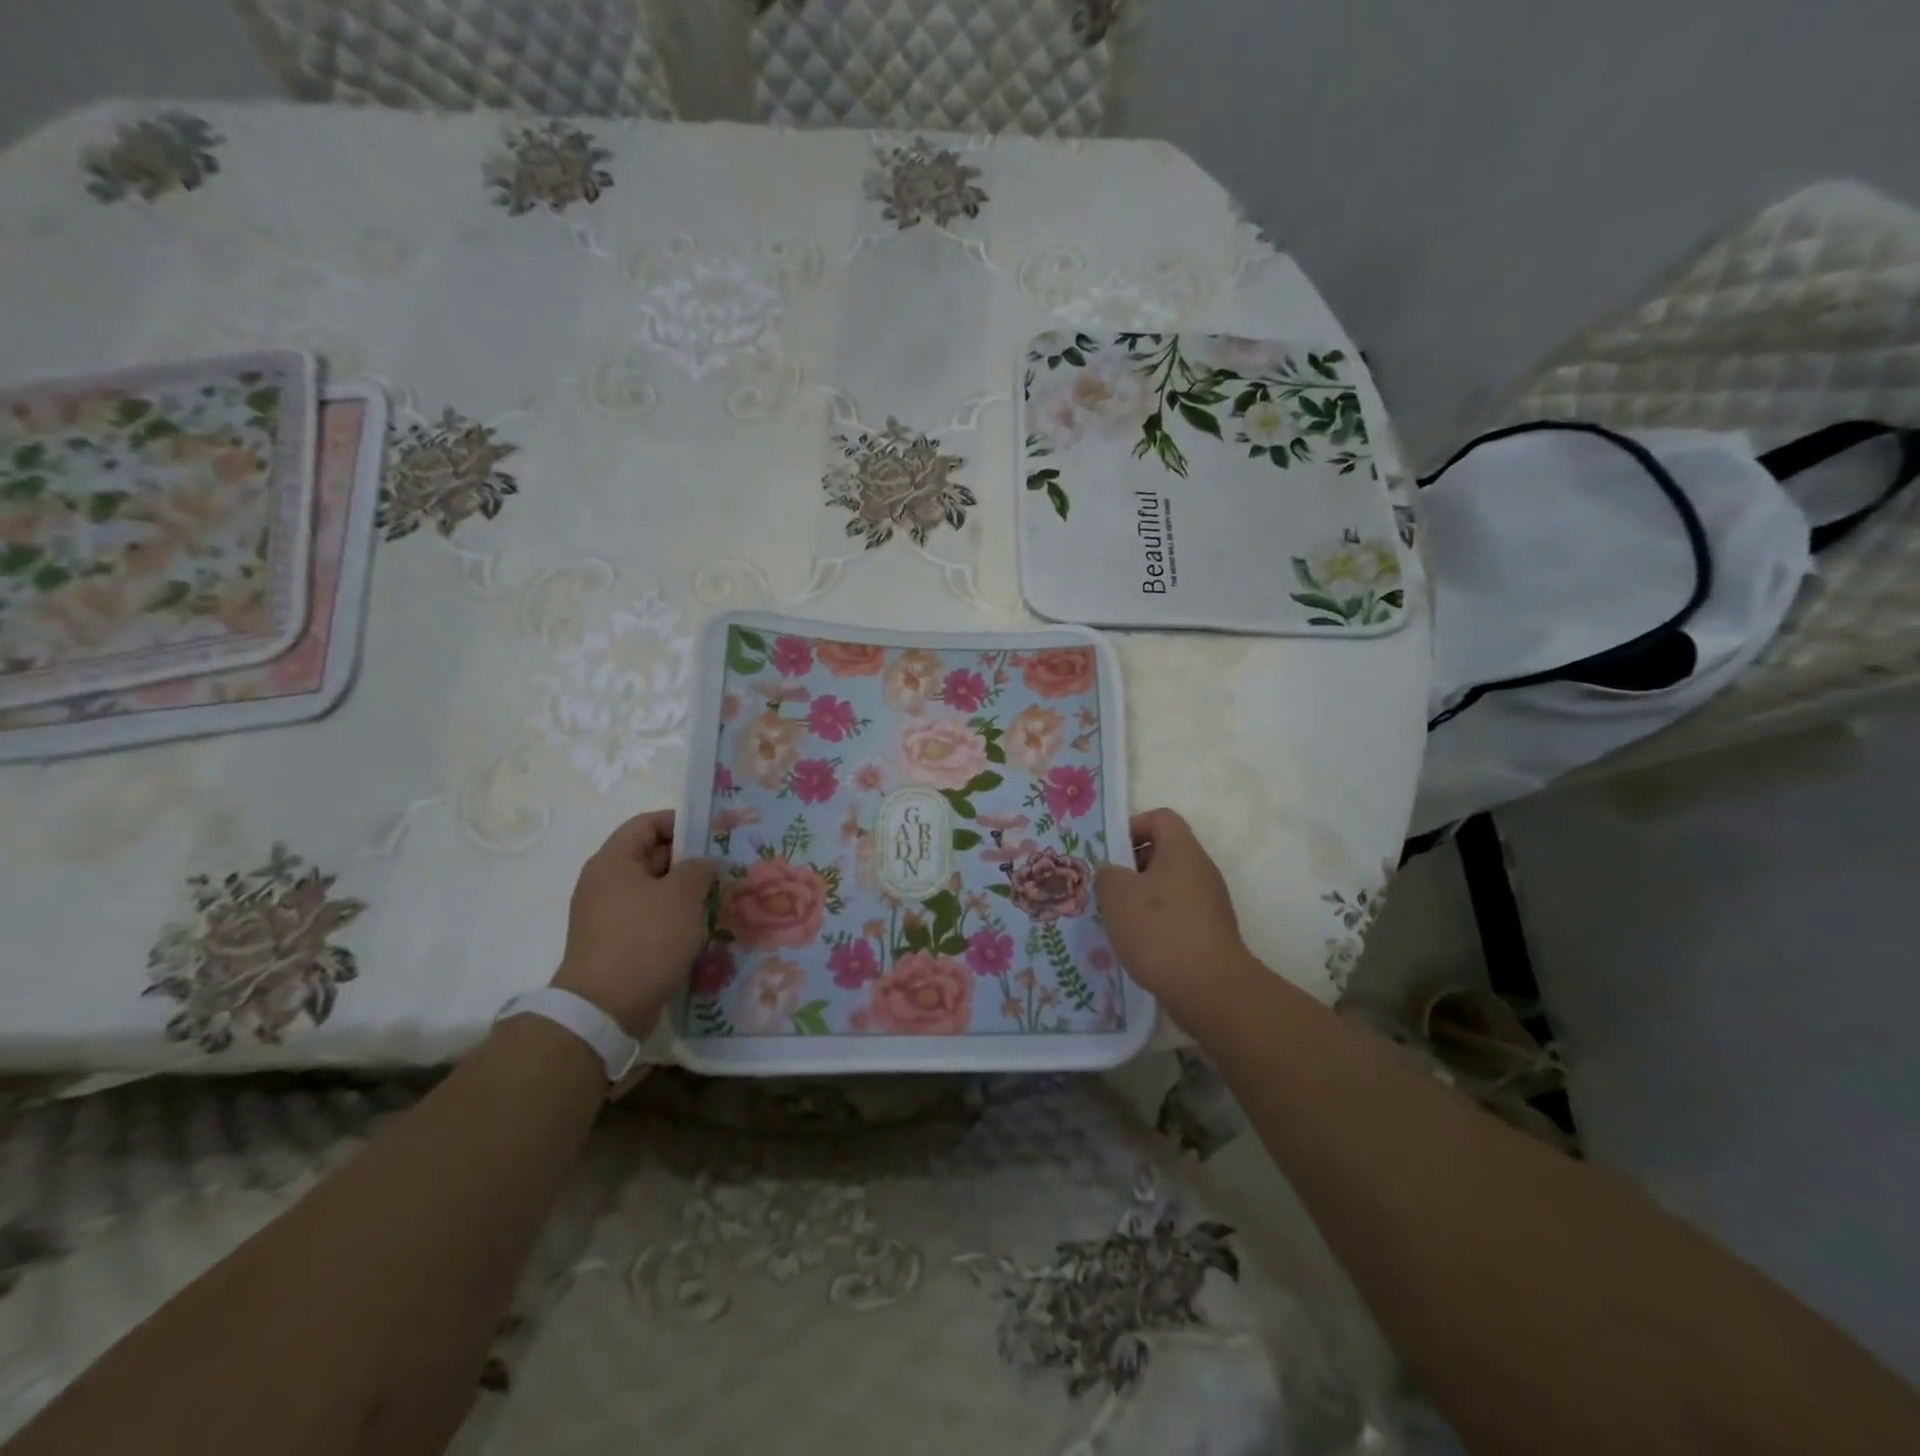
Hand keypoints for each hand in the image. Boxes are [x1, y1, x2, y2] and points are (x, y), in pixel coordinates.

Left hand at [552, 810, 715, 1036]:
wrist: (604, 1008)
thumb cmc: (645, 939)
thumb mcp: (681, 895)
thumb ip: (698, 868)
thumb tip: (702, 864)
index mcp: (613, 861)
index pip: (647, 823)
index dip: (681, 822)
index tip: (713, 833)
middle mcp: (605, 882)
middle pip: (650, 855)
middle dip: (688, 859)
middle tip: (725, 866)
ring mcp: (607, 915)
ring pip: (652, 890)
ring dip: (683, 891)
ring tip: (718, 897)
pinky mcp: (615, 942)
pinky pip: (648, 917)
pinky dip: (672, 917)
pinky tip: (699, 927)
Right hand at [1094, 809, 1246, 1017]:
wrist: (1210, 990)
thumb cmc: (1160, 931)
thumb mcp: (1117, 895)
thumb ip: (1107, 874)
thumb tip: (1112, 873)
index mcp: (1183, 851)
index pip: (1160, 818)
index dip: (1132, 827)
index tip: (1109, 853)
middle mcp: (1201, 871)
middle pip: (1163, 853)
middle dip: (1130, 867)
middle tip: (1105, 888)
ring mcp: (1209, 903)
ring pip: (1167, 887)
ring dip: (1140, 898)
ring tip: (1115, 919)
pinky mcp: (1209, 933)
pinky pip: (1176, 915)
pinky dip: (1155, 923)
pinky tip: (1136, 944)